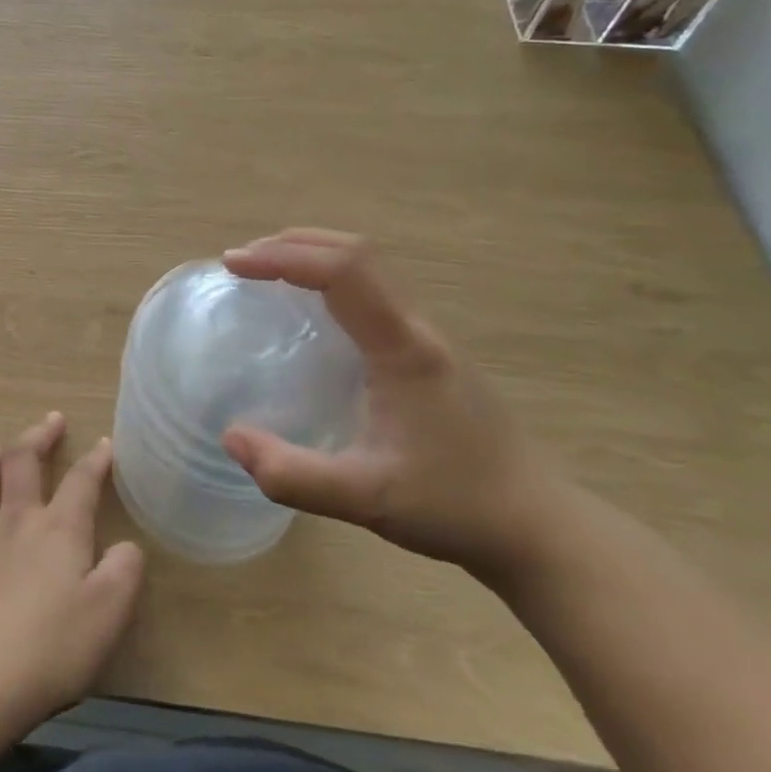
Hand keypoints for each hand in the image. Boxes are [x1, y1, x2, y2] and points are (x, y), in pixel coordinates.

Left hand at [0, 413, 145, 729]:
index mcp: (58, 528)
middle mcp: (17, 523)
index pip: (81, 480)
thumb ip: (124, 570)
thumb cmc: (55, 644)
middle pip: (20, 462)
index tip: (106, 443)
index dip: (96, 459)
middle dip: (37, 435)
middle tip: (51, 420)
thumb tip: (125, 548)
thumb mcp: (111, 610)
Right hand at [221, 229, 574, 582]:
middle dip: (293, 244)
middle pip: (357, 252)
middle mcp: (418, 328)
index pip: (343, 271)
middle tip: (242, 263)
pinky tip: (312, 312)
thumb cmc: (456, 506)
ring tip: (267, 274)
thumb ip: (292, 475)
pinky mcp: (430, 352)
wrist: (540, 527)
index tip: (234, 266)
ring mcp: (429, 337)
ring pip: (371, 266)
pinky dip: (333, 279)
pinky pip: (376, 291)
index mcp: (403, 348)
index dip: (283, 257)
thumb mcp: (366, 499)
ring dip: (315, 255)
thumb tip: (230, 438)